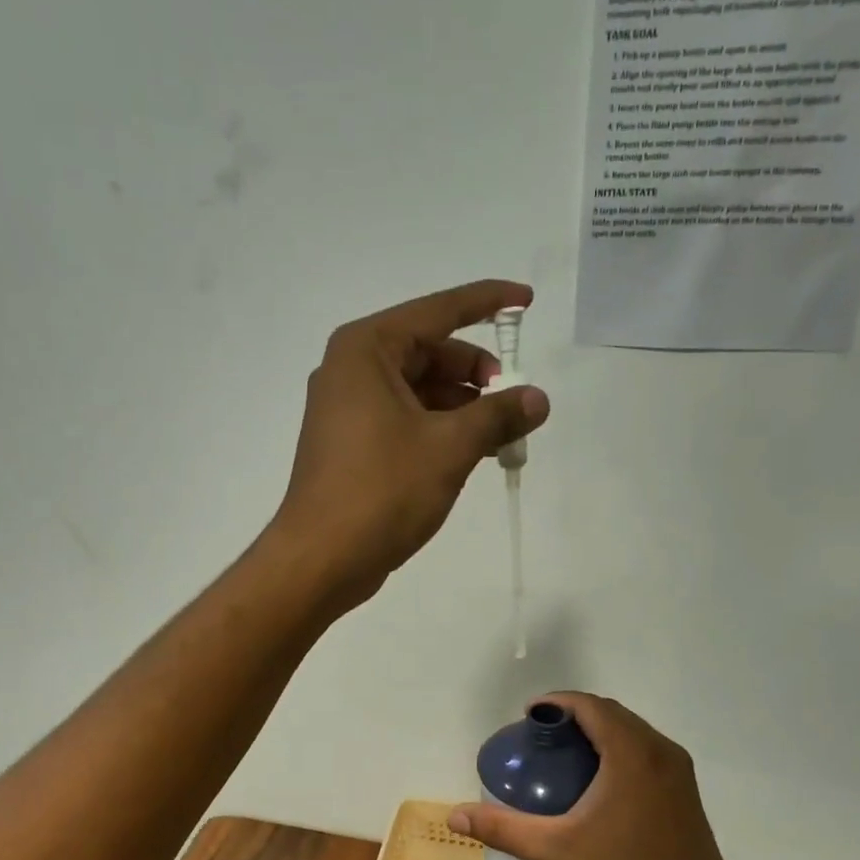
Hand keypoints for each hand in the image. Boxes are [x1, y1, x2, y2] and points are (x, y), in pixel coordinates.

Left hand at [269, 279, 549, 609]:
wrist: (321, 558)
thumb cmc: (383, 491)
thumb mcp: (450, 448)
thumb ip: (498, 415)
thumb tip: (538, 399)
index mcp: (367, 350)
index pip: (438, 311)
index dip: (487, 302)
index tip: (526, 301)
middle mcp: (352, 368)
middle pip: (429, 351)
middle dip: (477, 372)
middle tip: (514, 401)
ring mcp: (348, 407)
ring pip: (419, 389)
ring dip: (463, 405)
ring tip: (501, 435)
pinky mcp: (351, 442)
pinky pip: (405, 418)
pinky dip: (440, 427)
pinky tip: (470, 451)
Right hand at [449, 694, 746, 859]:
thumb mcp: (558, 852)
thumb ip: (505, 829)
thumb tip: (454, 815)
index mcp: (635, 754)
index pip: (592, 705)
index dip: (557, 702)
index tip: (527, 717)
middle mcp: (663, 753)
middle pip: (612, 715)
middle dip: (574, 717)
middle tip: (539, 739)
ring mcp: (680, 775)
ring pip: (632, 735)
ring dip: (597, 735)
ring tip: (562, 759)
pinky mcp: (687, 797)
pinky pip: (646, 756)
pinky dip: (617, 754)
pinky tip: (595, 787)